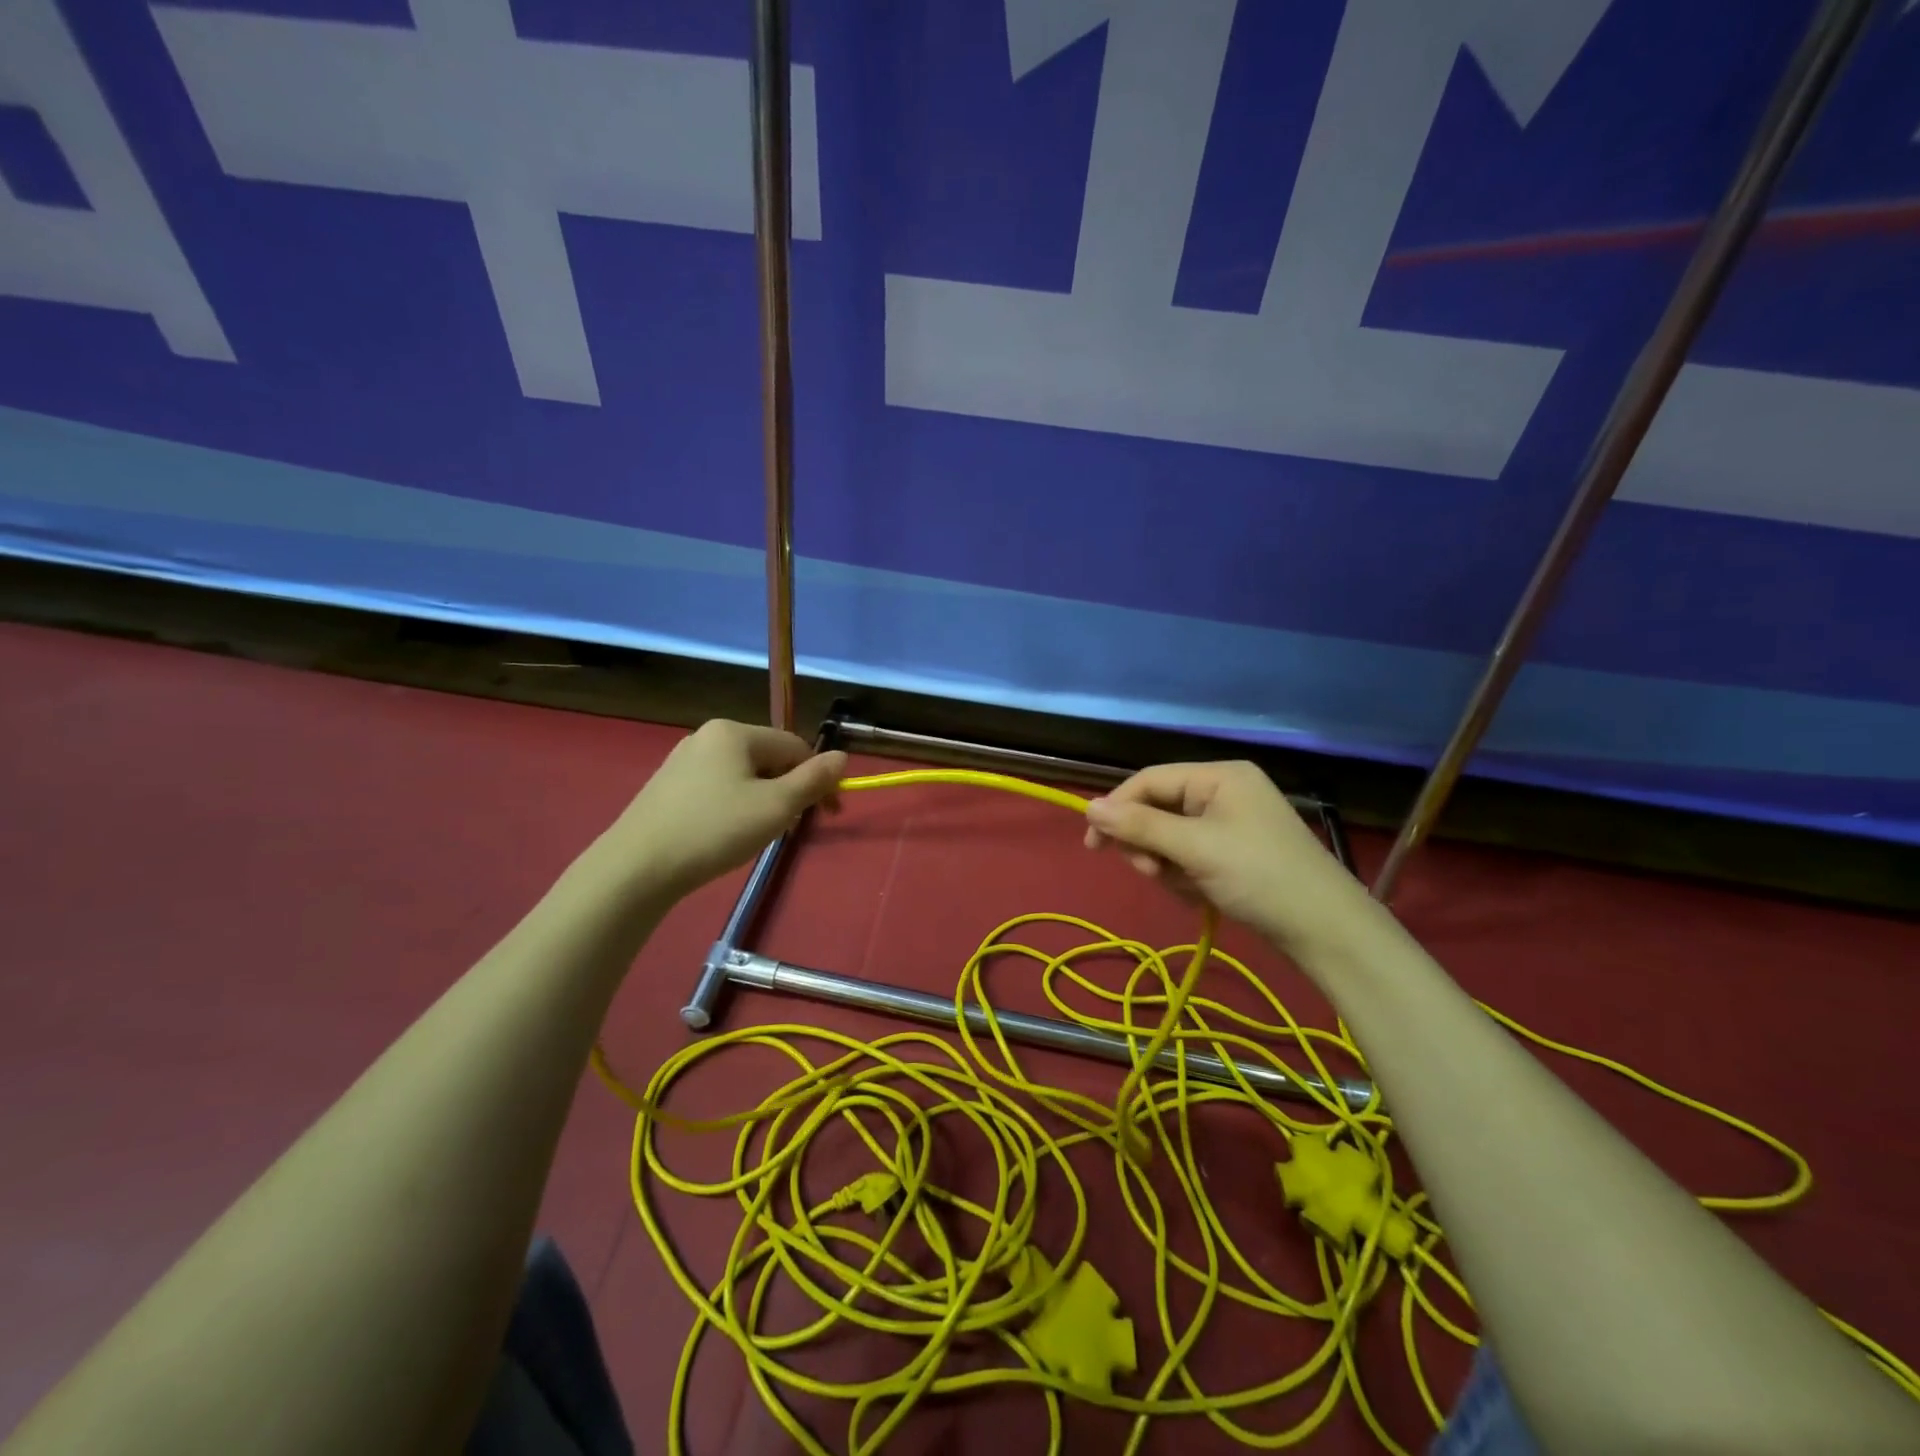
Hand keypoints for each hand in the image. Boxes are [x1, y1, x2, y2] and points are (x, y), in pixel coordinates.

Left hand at [598, 720, 846, 900]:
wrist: (637, 867)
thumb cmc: (715, 830)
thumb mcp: (776, 807)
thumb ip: (813, 779)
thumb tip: (843, 756)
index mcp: (734, 731)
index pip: (795, 747)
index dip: (819, 779)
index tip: (829, 815)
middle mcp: (707, 736)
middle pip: (768, 759)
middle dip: (788, 790)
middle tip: (790, 829)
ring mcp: (683, 760)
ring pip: (744, 775)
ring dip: (764, 801)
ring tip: (758, 835)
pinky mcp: (667, 786)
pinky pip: (718, 788)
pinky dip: (734, 807)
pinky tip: (726, 834)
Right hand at [1083, 761, 1373, 956]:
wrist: (1325, 930)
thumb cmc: (1259, 876)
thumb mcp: (1194, 848)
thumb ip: (1139, 826)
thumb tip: (1088, 807)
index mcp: (1219, 776)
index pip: (1150, 780)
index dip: (1117, 808)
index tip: (1093, 844)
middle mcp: (1223, 793)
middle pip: (1158, 809)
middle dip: (1149, 843)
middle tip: (1152, 872)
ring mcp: (1230, 824)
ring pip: (1170, 838)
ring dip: (1167, 864)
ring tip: (1186, 887)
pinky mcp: (1234, 853)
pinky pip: (1189, 856)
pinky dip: (1186, 876)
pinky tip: (1201, 895)